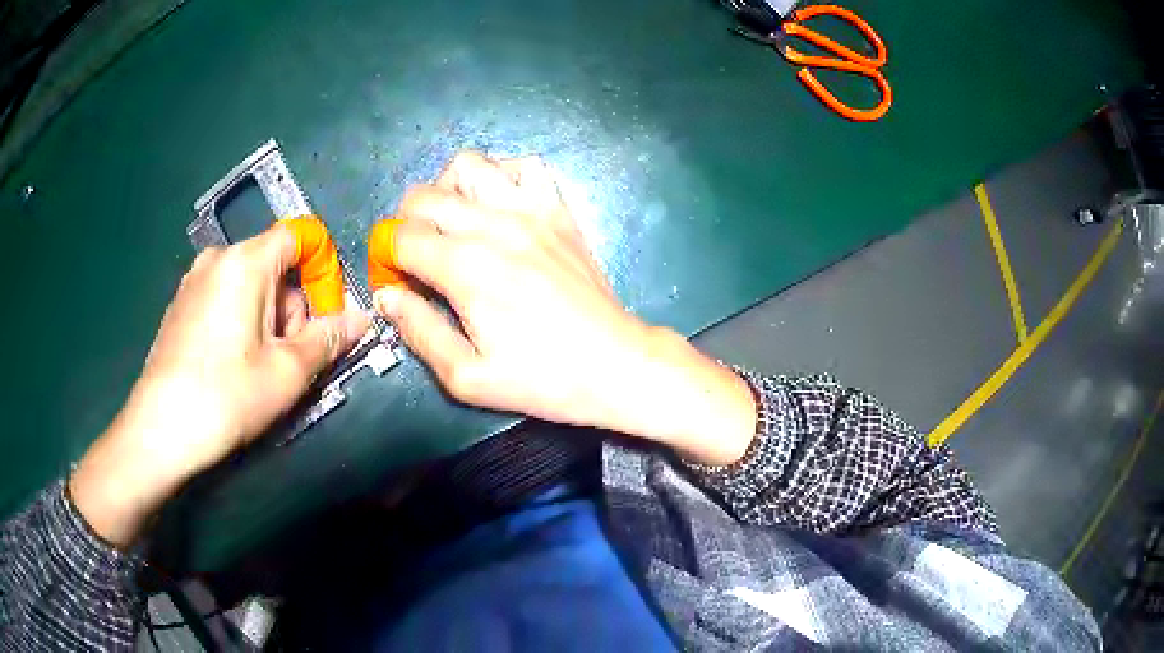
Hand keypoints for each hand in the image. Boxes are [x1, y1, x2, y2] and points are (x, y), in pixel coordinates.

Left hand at [70, 227, 368, 546]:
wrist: (160, 429)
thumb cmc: (227, 396)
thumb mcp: (288, 372)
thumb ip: (329, 338)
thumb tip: (361, 318)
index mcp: (245, 261)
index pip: (300, 236)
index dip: (322, 270)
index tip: (325, 317)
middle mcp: (217, 258)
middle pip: (275, 266)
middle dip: (293, 308)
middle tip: (290, 360)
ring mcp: (193, 281)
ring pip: (249, 285)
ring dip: (268, 320)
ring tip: (260, 370)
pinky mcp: (180, 305)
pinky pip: (224, 299)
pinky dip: (241, 323)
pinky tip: (233, 367)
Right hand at [374, 152, 755, 464]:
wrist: (615, 363)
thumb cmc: (542, 379)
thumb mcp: (468, 377)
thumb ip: (419, 332)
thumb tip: (386, 296)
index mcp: (466, 268)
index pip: (400, 238)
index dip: (386, 259)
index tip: (397, 282)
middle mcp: (494, 225)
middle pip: (423, 196)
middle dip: (405, 224)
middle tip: (417, 258)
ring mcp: (531, 209)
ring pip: (468, 165)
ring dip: (446, 191)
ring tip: (453, 225)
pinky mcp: (559, 209)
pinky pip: (523, 166)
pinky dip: (499, 176)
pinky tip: (498, 207)